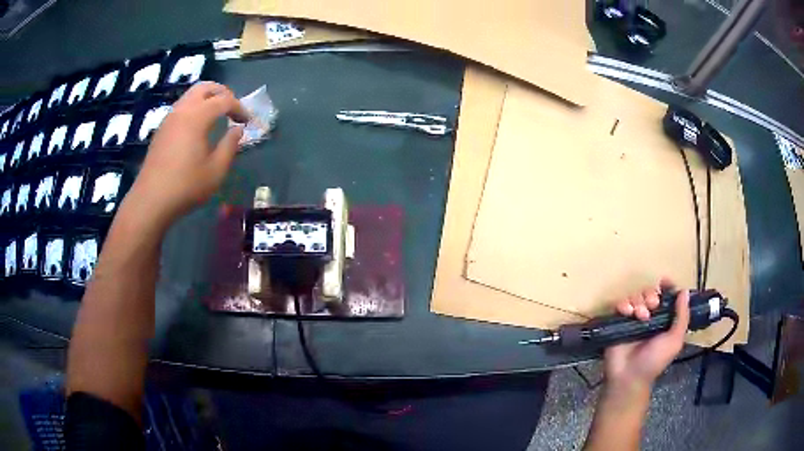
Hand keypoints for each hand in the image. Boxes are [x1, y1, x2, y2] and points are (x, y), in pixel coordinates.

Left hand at [125, 82, 249, 227]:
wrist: (151, 200)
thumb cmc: (186, 186)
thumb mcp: (216, 170)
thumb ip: (230, 145)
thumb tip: (238, 129)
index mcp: (197, 117)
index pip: (225, 100)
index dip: (240, 108)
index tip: (247, 122)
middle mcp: (182, 110)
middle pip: (205, 87)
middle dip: (222, 93)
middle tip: (232, 109)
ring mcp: (169, 118)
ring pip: (191, 95)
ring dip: (207, 99)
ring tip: (217, 116)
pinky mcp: (161, 129)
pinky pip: (181, 107)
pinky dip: (195, 108)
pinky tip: (198, 128)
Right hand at [603, 280, 689, 389]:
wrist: (629, 376)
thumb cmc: (654, 360)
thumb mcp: (674, 340)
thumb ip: (682, 317)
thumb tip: (684, 291)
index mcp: (663, 319)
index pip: (666, 297)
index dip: (666, 288)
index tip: (664, 282)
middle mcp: (649, 317)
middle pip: (649, 293)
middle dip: (651, 295)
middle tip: (652, 306)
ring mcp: (632, 319)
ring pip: (635, 296)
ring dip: (638, 301)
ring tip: (639, 316)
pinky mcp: (618, 322)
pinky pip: (620, 304)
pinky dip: (624, 304)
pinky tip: (627, 313)